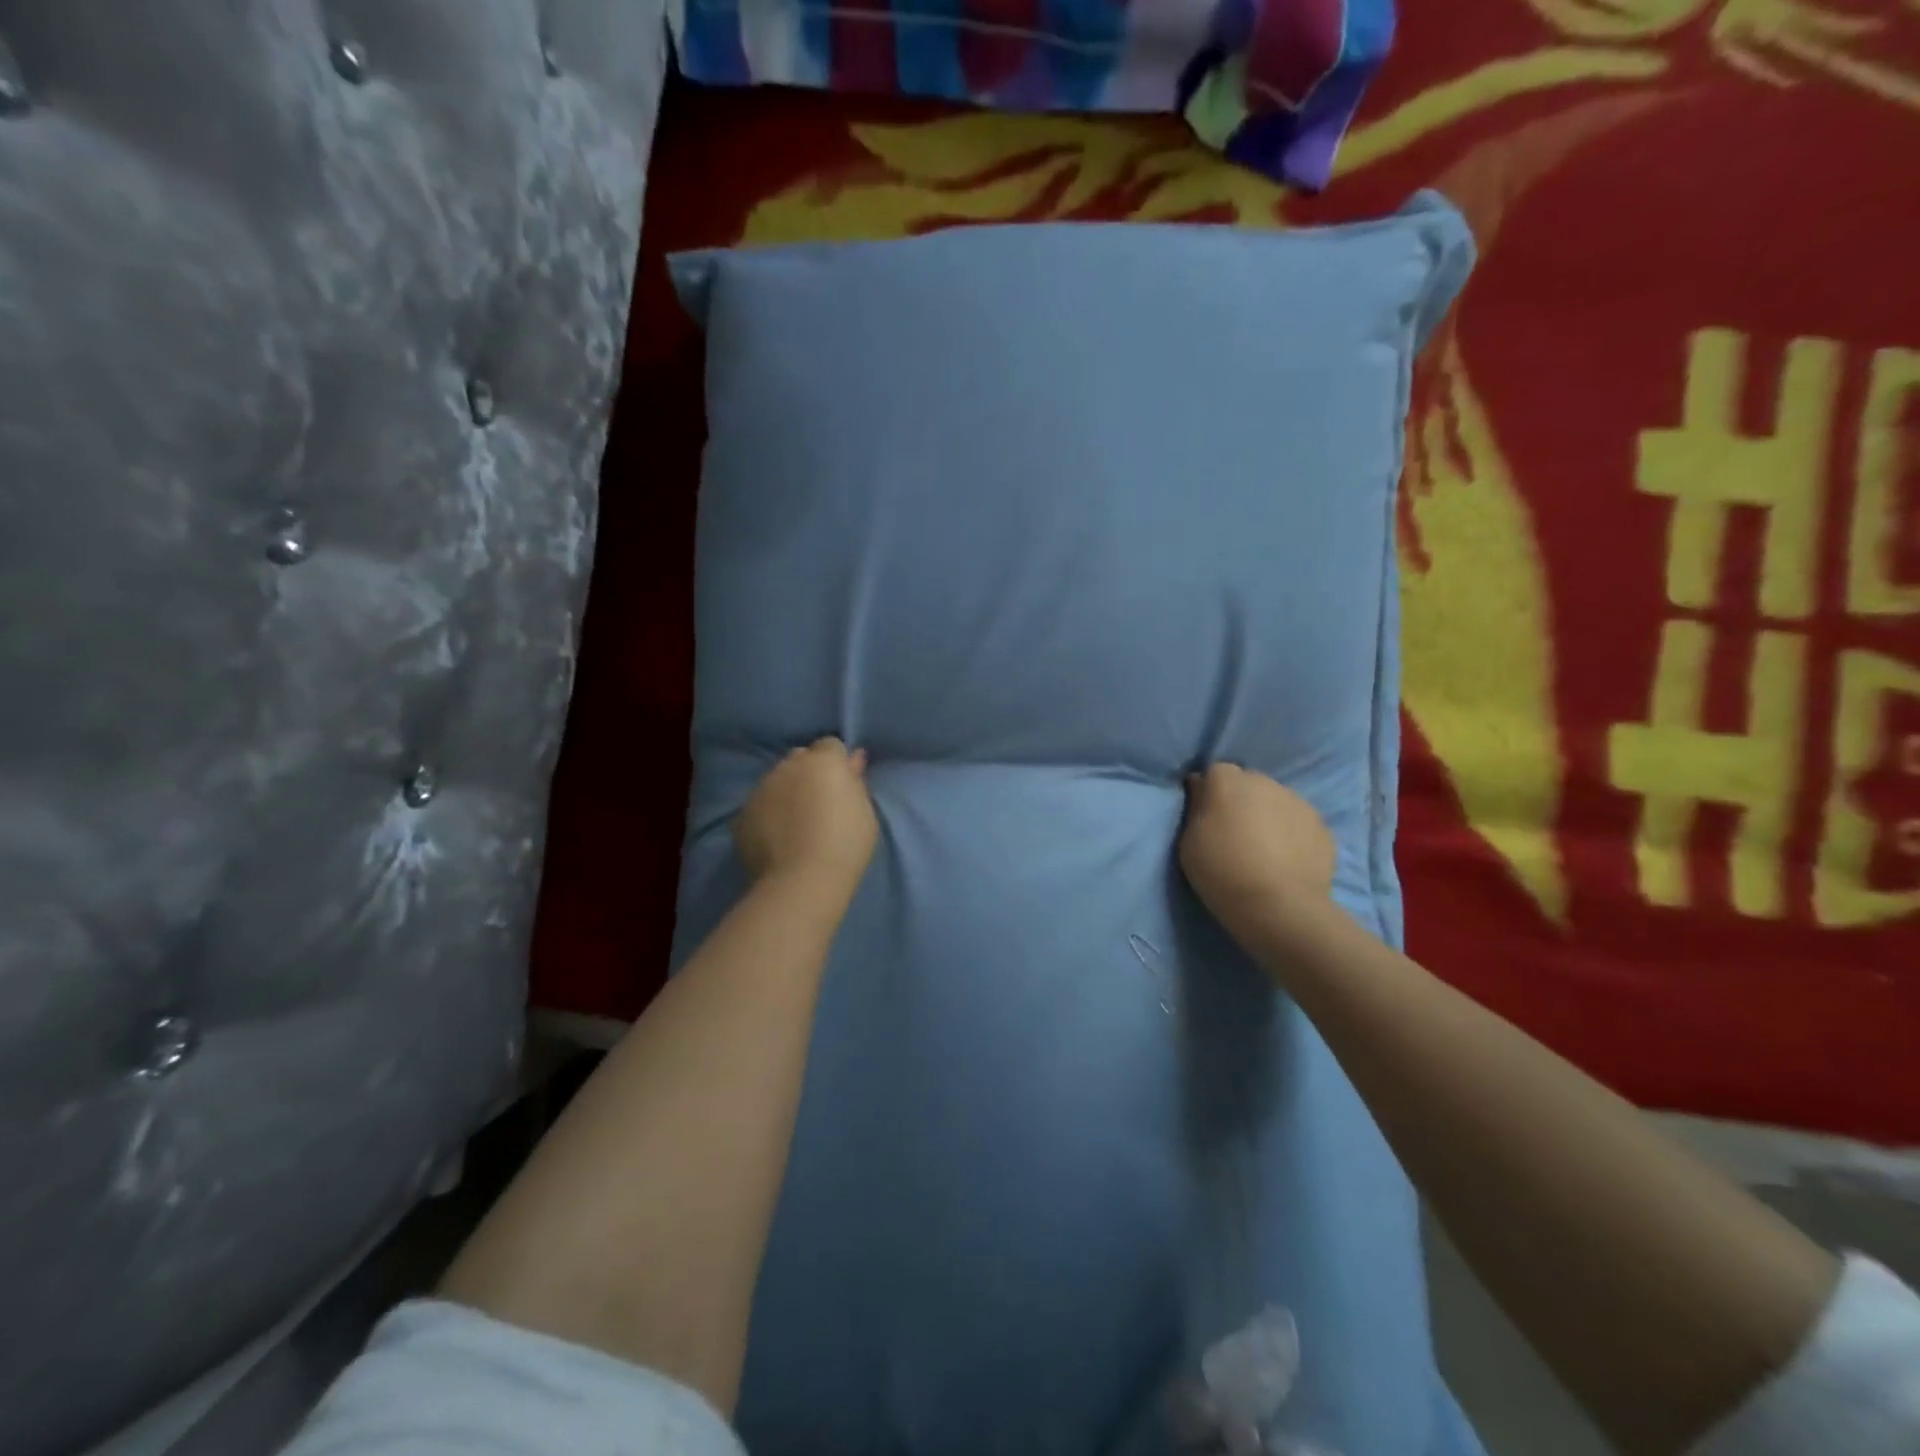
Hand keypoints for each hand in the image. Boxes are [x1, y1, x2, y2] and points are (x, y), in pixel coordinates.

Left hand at [735, 738, 877, 904]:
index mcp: (823, 761)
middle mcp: (788, 766)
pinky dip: (768, 814)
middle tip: (819, 802)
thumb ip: (855, 781)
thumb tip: (854, 759)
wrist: (803, 880)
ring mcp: (761, 789)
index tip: (842, 786)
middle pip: (800, 758)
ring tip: (796, 823)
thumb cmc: (845, 843)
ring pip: (776, 781)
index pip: (830, 746)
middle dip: (809, 772)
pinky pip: (759, 806)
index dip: (837, 764)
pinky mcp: (742, 814)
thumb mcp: (864, 811)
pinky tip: (778, 838)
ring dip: (786, 792)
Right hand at [1178, 764, 1335, 951]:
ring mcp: (1298, 802)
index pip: (1214, 773)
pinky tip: (1285, 861)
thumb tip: (1201, 789)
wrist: (1279, 906)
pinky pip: (1298, 823)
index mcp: (1228, 781)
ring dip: (1267, 816)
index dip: (1209, 793)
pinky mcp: (1322, 827)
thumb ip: (1196, 809)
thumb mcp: (1189, 841)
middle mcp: (1264, 781)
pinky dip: (1291, 834)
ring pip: (1276, 801)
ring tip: (1263, 850)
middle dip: (1240, 801)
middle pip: (1248, 784)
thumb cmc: (1222, 870)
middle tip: (1233, 834)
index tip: (1204, 817)